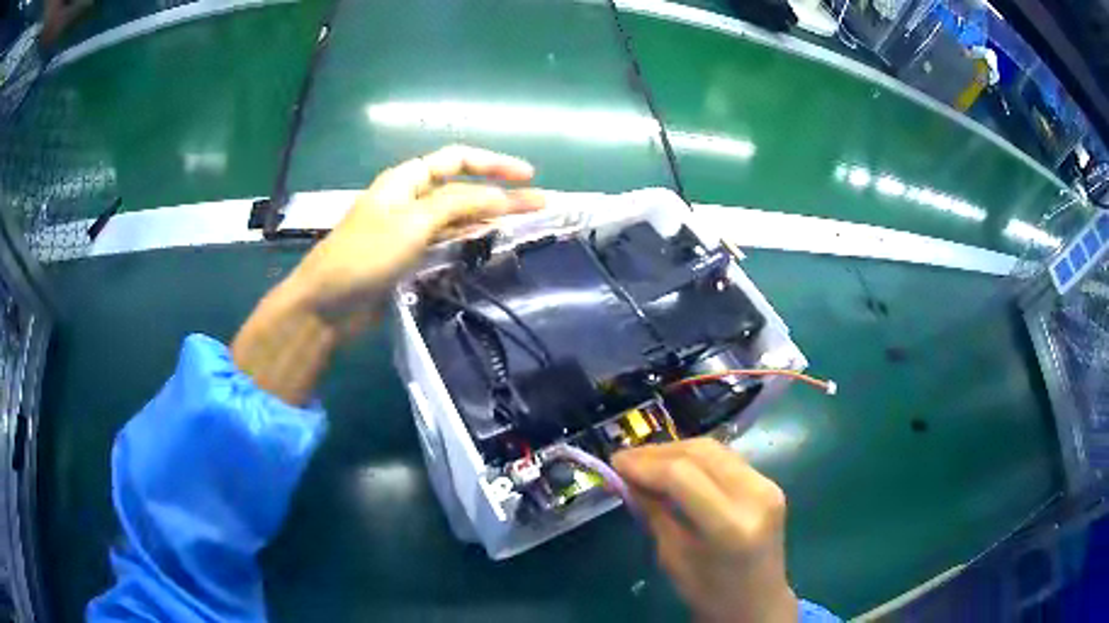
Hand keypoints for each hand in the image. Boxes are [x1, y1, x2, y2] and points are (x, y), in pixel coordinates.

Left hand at [290, 144, 544, 329]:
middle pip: (463, 190)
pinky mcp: (410, 259)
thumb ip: (459, 205)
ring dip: (489, 219)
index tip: (528, 177)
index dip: (494, 164)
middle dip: (501, 195)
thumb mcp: (413, 223)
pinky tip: (491, 245)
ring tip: (526, 226)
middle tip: (541, 207)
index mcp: (407, 180)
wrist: (327, 305)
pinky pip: (448, 243)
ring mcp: (410, 231)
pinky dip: (470, 241)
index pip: (457, 160)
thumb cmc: (365, 256)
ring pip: (458, 218)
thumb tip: (502, 197)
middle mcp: (411, 200)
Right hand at [613, 439, 796, 622]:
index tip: (613, 464)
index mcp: (730, 525)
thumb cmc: (711, 593)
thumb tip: (625, 479)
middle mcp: (755, 495)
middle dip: (657, 452)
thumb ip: (653, 513)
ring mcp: (767, 485)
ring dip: (675, 451)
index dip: (644, 464)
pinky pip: (726, 459)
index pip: (681, 476)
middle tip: (624, 461)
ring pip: (714, 449)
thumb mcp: (673, 558)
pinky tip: (673, 468)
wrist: (760, 604)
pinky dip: (695, 458)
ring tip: (643, 462)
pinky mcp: (769, 483)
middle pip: (700, 452)